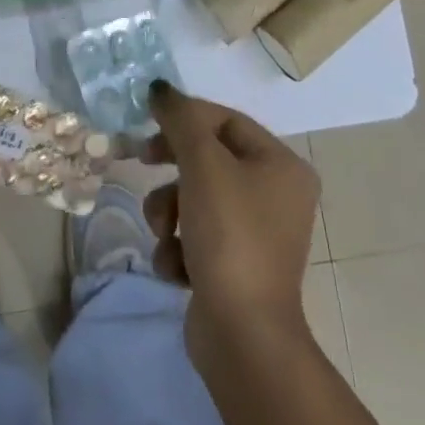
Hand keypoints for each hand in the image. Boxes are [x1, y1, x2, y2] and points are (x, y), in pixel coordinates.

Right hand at [143, 83, 320, 370]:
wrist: (242, 335)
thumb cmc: (229, 236)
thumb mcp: (202, 164)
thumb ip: (180, 120)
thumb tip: (160, 89)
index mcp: (282, 165)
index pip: (226, 120)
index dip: (184, 117)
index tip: (147, 123)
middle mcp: (277, 195)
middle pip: (209, 159)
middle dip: (172, 170)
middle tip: (141, 164)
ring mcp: (257, 234)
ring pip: (196, 198)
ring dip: (169, 212)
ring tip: (164, 236)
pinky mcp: (236, 266)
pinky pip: (197, 235)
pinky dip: (179, 247)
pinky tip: (176, 267)